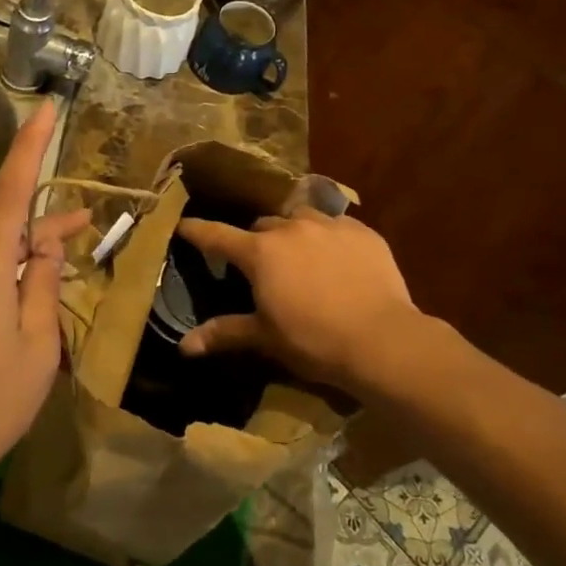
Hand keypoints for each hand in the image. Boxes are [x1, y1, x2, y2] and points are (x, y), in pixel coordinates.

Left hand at [0, 100, 88, 489]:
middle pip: (4, 234)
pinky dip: (0, 291)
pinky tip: (17, 325)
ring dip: (22, 271)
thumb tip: (46, 240)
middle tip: (88, 228)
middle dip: (44, 233)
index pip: (9, 193)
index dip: (28, 148)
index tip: (43, 109)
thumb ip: (43, 282)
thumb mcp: (38, 342)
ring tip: (54, 300)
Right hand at [175, 208, 424, 397]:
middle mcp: (290, 229)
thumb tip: (184, 347)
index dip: (196, 230)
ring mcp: (329, 225)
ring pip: (300, 218)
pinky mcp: (362, 232)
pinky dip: (328, 238)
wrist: (382, 339)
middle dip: (256, 240)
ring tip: (299, 255)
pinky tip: (336, 259)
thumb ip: (224, 333)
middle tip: (259, 264)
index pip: (216, 235)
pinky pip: (336, 225)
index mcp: (259, 252)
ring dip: (292, 232)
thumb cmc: (313, 340)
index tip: (182, 224)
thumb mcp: (265, 337)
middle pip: (262, 225)